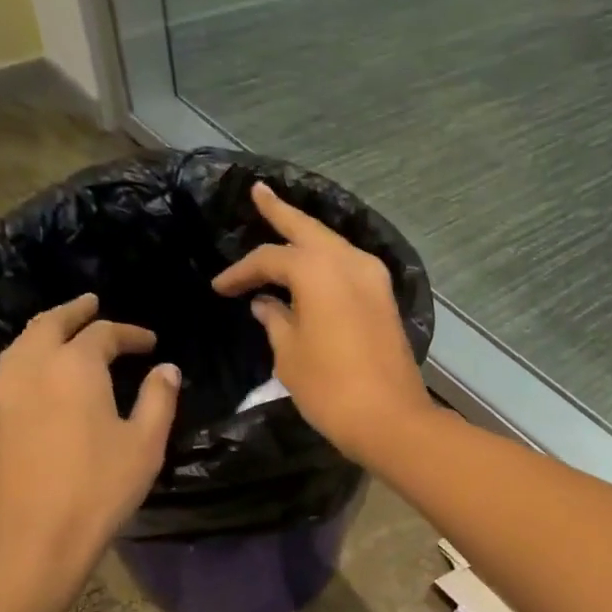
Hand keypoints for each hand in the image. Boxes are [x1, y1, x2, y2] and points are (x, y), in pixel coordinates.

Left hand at [0, 294, 178, 586]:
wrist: (30, 534)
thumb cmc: (98, 487)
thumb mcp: (145, 443)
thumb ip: (158, 400)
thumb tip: (166, 370)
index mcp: (75, 365)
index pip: (104, 333)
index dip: (130, 334)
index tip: (151, 343)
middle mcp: (34, 365)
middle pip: (52, 323)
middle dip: (76, 312)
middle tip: (94, 305)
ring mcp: (5, 389)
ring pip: (25, 342)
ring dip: (48, 329)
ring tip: (67, 330)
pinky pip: (13, 365)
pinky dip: (32, 353)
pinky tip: (45, 370)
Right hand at [212, 182, 432, 461]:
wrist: (391, 419)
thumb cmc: (331, 389)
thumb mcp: (291, 356)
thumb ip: (276, 322)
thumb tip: (266, 304)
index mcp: (318, 270)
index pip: (270, 259)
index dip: (242, 272)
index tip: (220, 288)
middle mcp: (350, 262)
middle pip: (309, 230)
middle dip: (281, 212)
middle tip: (259, 192)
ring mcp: (374, 279)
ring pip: (333, 245)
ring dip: (308, 236)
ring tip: (284, 222)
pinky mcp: (385, 300)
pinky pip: (350, 266)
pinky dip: (328, 260)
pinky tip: (315, 263)